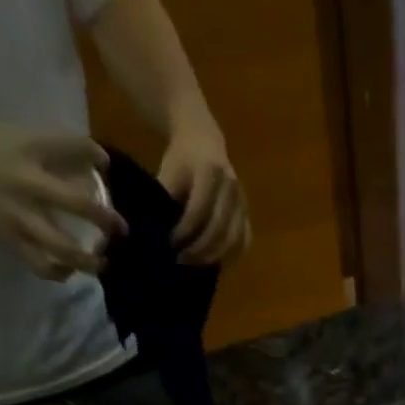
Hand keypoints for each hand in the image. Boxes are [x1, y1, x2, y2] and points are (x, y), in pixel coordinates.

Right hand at [0, 120, 124, 280]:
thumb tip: (92, 165)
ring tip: (102, 262)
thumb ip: (50, 150)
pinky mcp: (11, 241)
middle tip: (121, 229)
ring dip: (90, 260)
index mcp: (28, 149)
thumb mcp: (13, 135)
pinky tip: (68, 270)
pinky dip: (60, 273)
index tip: (105, 165)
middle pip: (80, 207)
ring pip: (66, 248)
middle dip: (107, 221)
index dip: (96, 156)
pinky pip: (43, 267)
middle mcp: (29, 185)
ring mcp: (21, 218)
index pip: (73, 147)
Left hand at [157, 114, 249, 263]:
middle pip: (219, 229)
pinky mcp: (247, 214)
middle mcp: (231, 187)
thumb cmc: (181, 159)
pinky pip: (244, 241)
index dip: (184, 231)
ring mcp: (243, 202)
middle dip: (199, 249)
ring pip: (234, 239)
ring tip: (195, 264)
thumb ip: (165, 199)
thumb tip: (157, 232)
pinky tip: (214, 262)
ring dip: (214, 256)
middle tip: (181, 260)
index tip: (170, 243)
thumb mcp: (168, 171)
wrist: (203, 140)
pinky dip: (230, 256)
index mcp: (210, 171)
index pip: (198, 210)